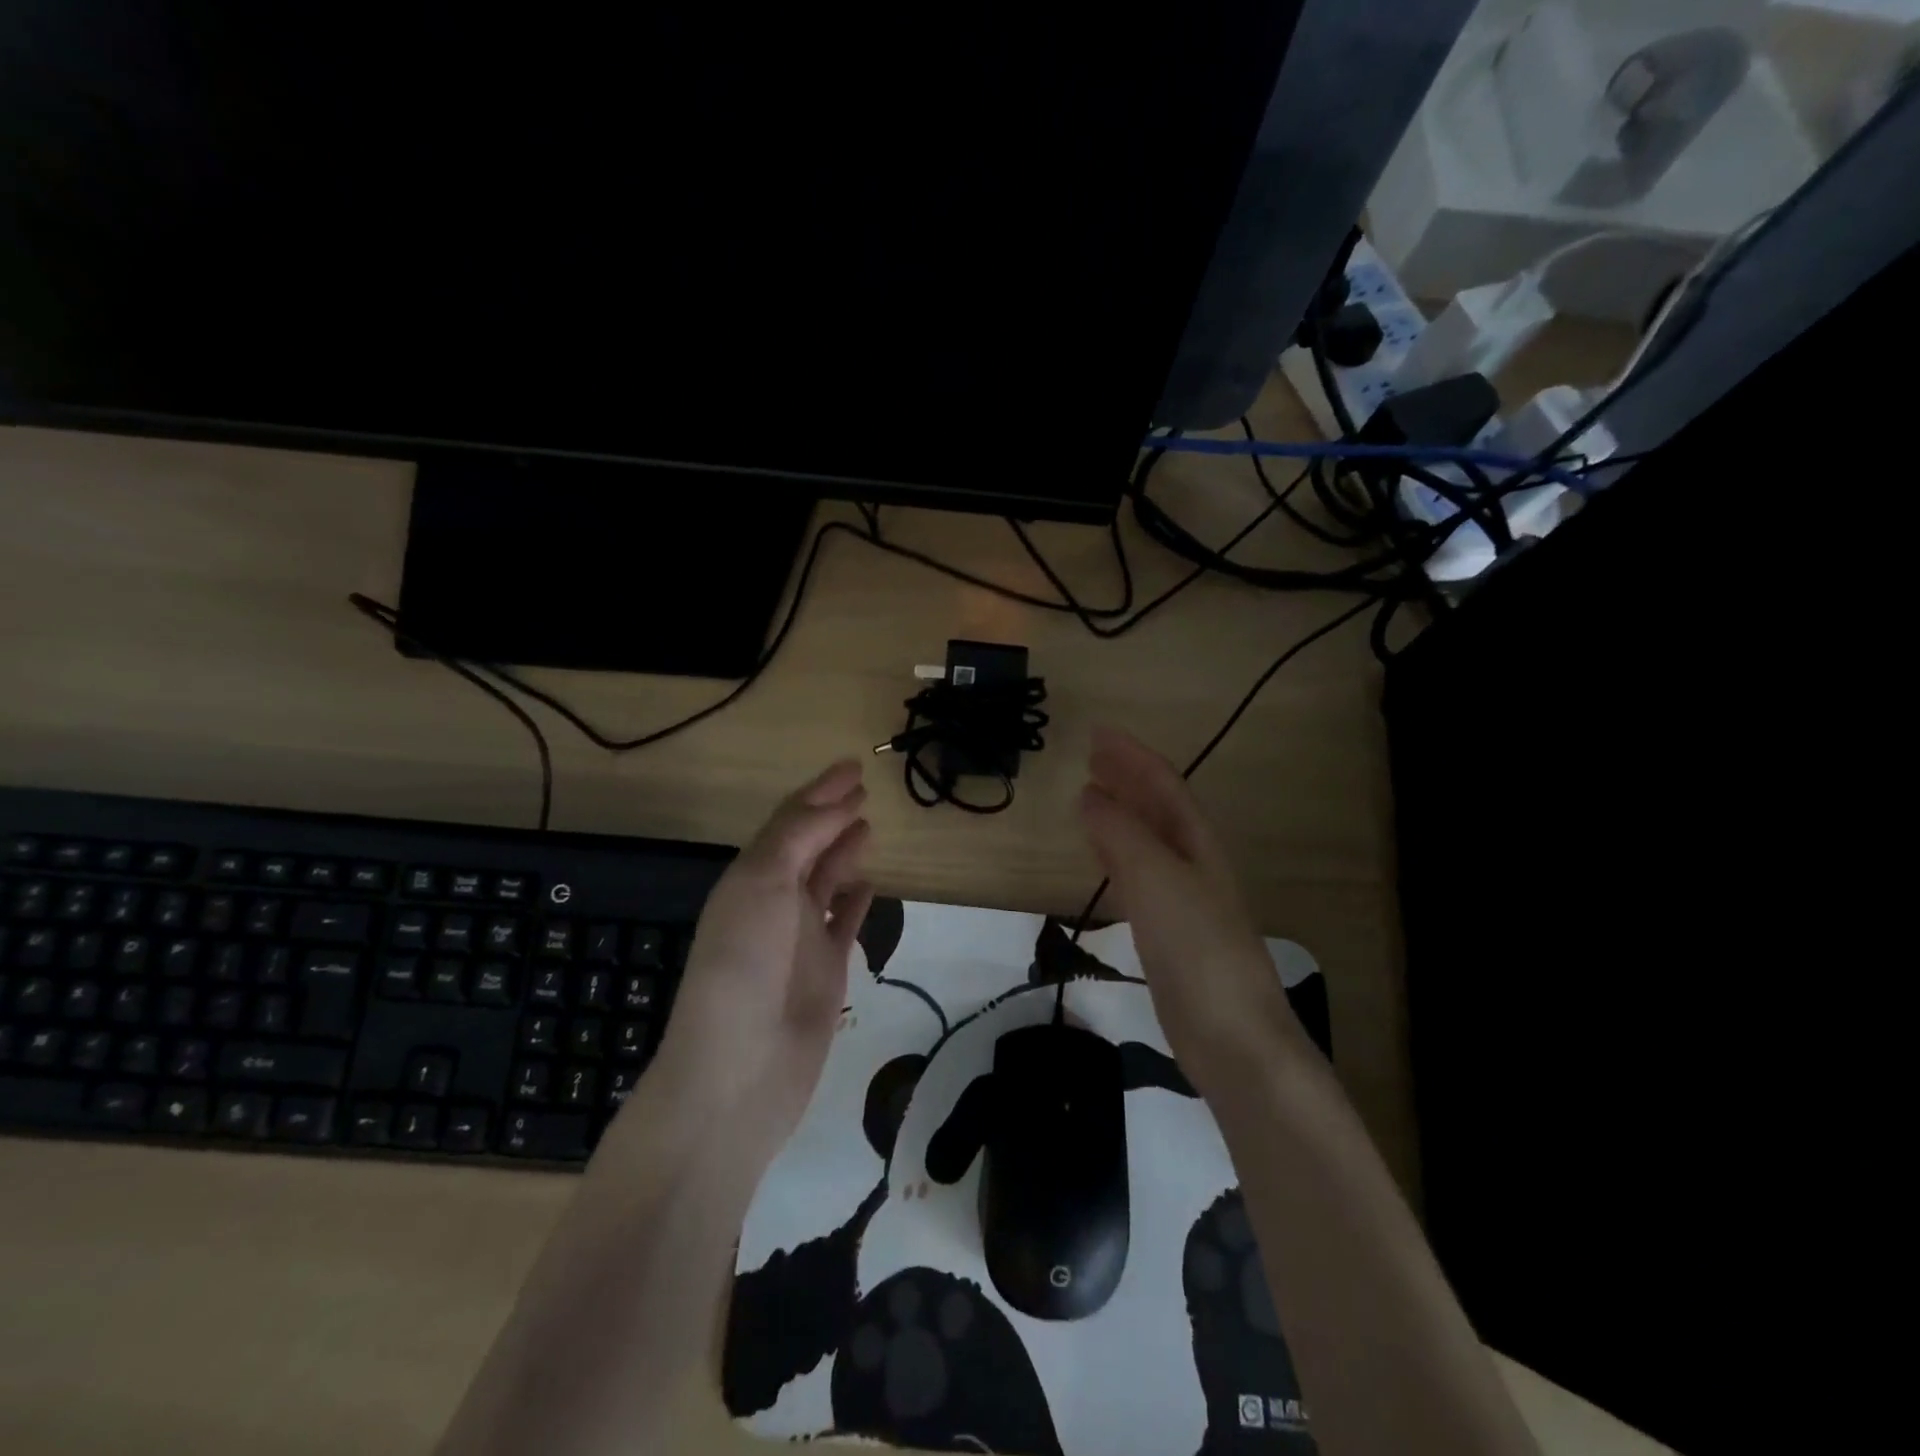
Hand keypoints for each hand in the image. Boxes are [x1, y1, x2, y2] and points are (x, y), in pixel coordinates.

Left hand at [650, 760, 873, 1144]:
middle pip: (808, 846)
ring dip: (844, 851)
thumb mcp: (763, 884)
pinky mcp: (826, 971)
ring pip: (827, 881)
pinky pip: (844, 923)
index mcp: (751, 877)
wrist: (740, 1070)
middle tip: (864, 789)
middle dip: (832, 814)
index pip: (790, 821)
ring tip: (868, 826)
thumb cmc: (745, 965)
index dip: (820, 791)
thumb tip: (835, 807)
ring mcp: (801, 937)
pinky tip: (870, 885)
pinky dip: (855, 901)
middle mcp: (774, 901)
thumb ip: (798, 839)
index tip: (853, 766)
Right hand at [1078, 726, 1302, 1085]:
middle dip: (1128, 779)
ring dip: (1121, 815)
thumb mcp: (1157, 881)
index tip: (1097, 734)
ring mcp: (1183, 902)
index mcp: (1197, 844)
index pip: (1164, 785)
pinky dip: (1117, 857)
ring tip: (1090, 797)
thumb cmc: (1198, 950)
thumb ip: (1121, 835)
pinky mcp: (1169, 936)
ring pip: (1148, 842)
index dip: (1132, 757)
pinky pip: (1138, 877)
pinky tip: (1103, 862)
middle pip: (1158, 809)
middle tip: (1092, 757)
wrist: (1233, 1039)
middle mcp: (1194, 865)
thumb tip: (1089, 796)